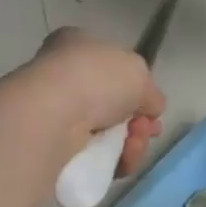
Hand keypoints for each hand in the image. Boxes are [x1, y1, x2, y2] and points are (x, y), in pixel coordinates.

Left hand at [27, 28, 165, 177]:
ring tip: (134, 144)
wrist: (52, 116)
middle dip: (138, 121)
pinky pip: (96, 157)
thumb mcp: (139, 72)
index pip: (112, 66)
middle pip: (114, 105)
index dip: (136, 87)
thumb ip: (150, 91)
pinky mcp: (54, 148)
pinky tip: (123, 160)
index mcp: (77, 46)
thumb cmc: (96, 78)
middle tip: (148, 130)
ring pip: (108, 134)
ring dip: (131, 143)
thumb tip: (150, 109)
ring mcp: (58, 114)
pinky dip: (115, 161)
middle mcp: (65, 78)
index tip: (152, 107)